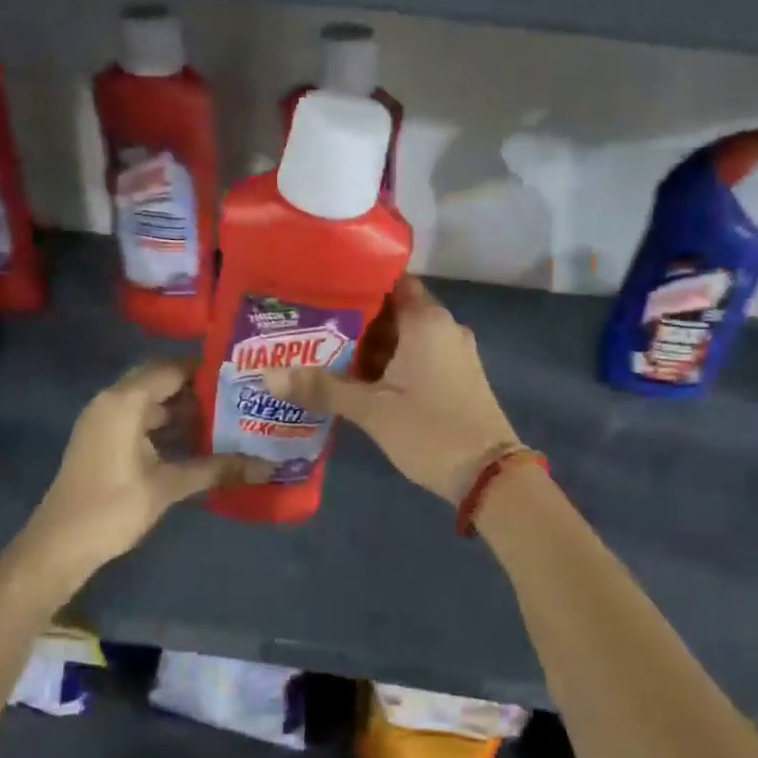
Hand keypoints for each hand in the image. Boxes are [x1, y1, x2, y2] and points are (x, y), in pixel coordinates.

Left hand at [23, 361, 261, 577]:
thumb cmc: (113, 508)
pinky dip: (167, 426)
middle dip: (198, 389)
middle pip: (162, 381)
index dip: (206, 371)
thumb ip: (216, 469)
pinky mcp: (104, 439)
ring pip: (152, 402)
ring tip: (227, 418)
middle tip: (239, 397)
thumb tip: (266, 466)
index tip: (241, 376)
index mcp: (125, 401)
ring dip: (183, 409)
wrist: (59, 546)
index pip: (172, 369)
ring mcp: (105, 420)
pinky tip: (198, 442)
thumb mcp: (168, 486)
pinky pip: (141, 419)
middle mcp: (112, 401)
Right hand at [262, 276, 519, 503]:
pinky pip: (415, 357)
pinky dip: (387, 363)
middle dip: (352, 318)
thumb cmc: (430, 431)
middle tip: (307, 323)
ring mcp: (453, 353)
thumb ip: (321, 387)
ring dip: (367, 345)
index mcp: (426, 321)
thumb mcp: (371, 410)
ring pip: (402, 337)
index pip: (388, 280)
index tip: (318, 286)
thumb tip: (267, 374)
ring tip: (321, 350)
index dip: (354, 280)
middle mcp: (443, 328)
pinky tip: (354, 379)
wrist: (490, 477)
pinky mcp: (455, 377)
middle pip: (391, 310)